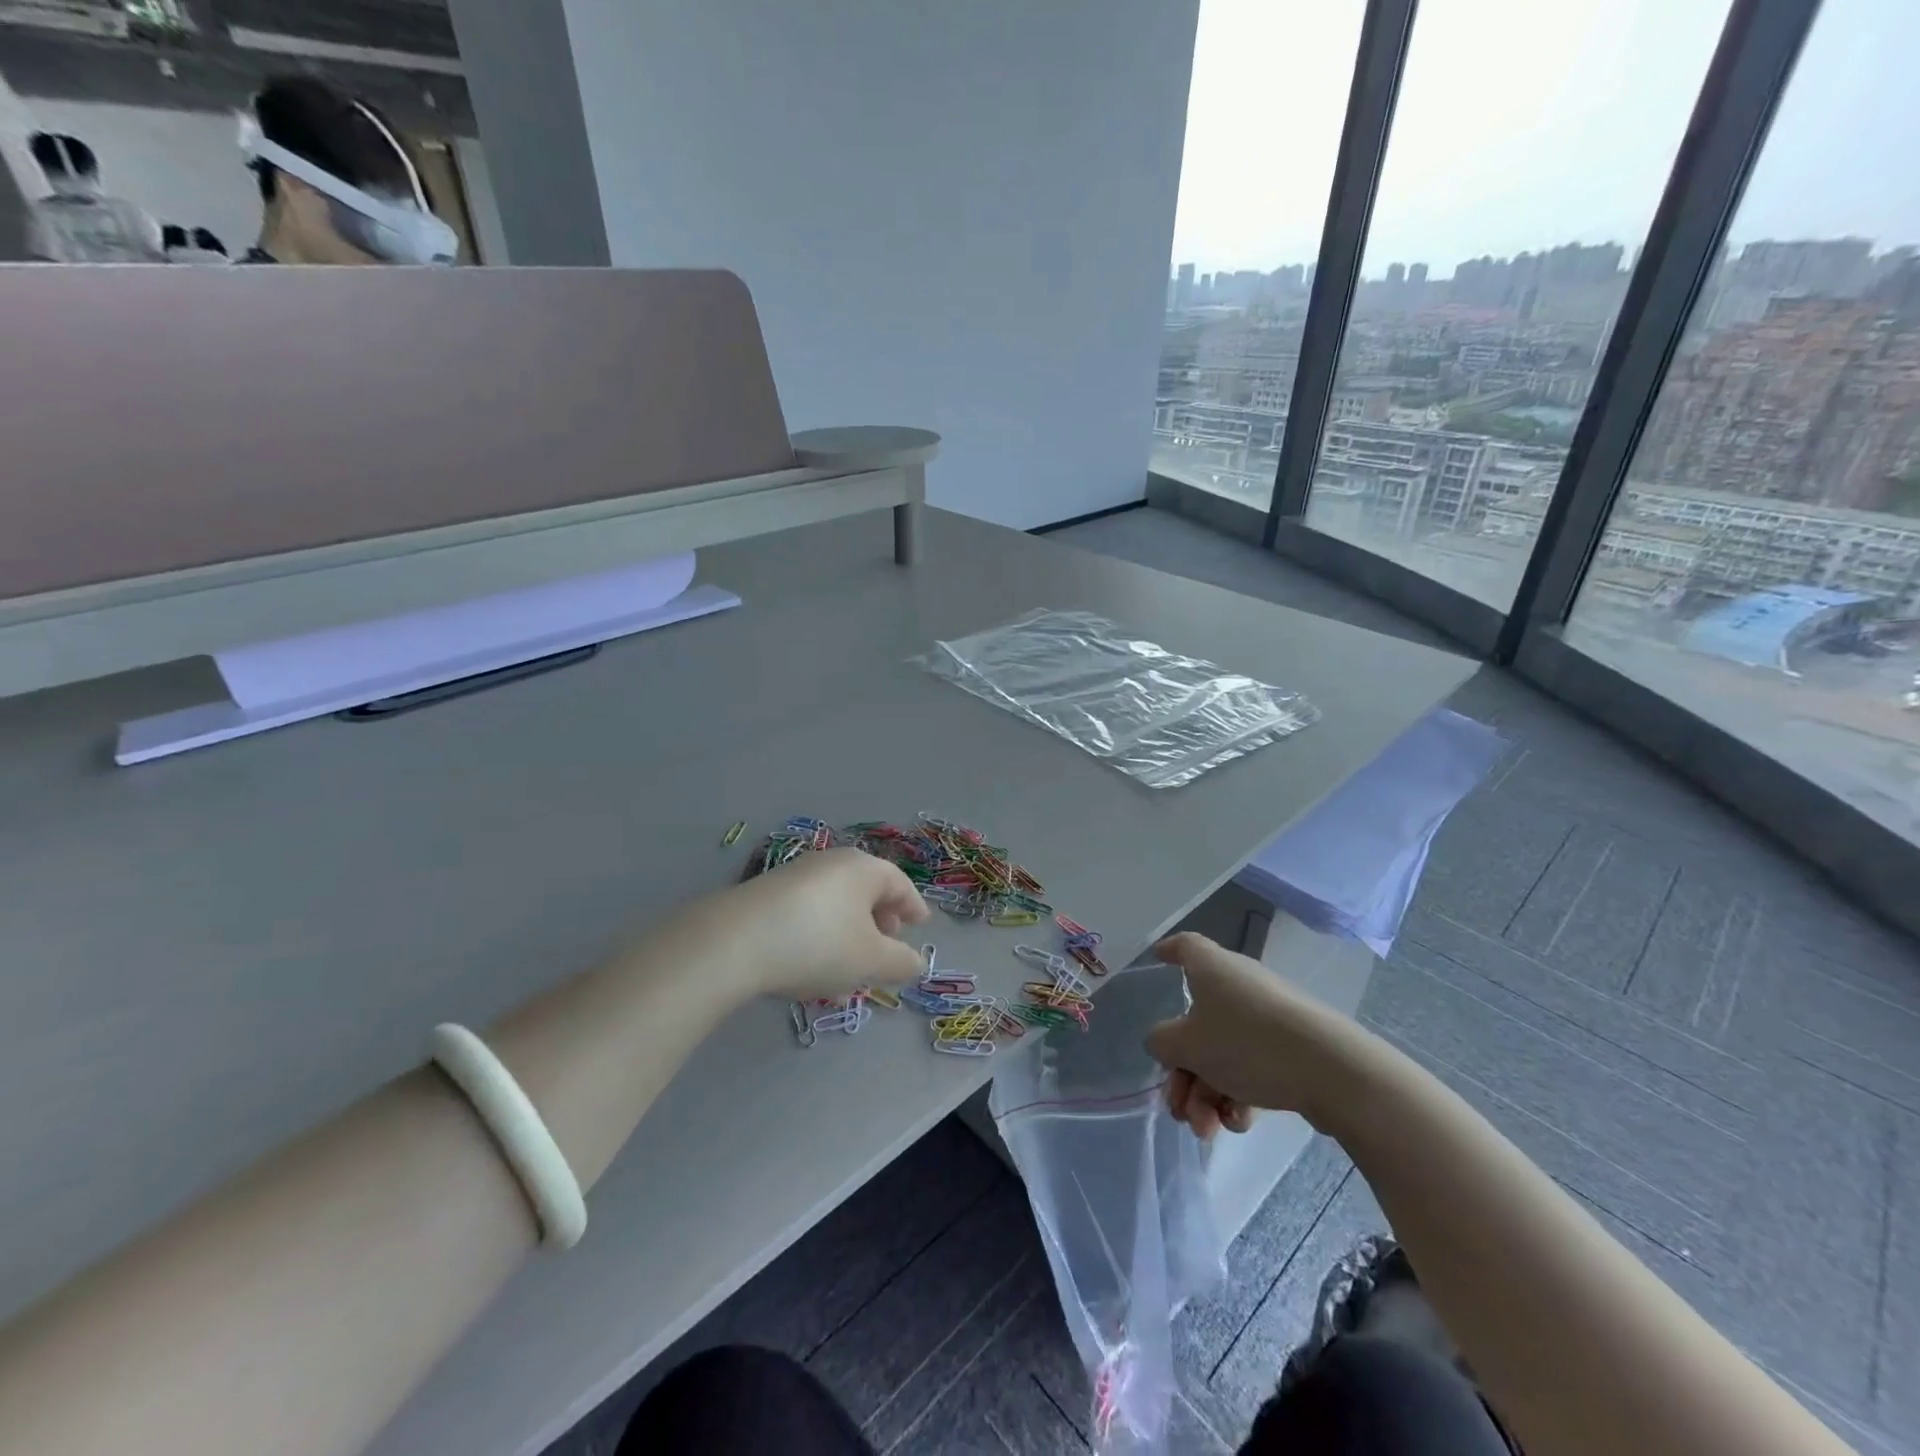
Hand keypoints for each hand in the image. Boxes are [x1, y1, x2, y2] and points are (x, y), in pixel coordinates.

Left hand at [681, 848, 929, 1001]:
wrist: (733, 942)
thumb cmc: (818, 945)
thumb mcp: (870, 962)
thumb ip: (902, 963)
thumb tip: (917, 963)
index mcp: (864, 869)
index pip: (899, 884)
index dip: (913, 907)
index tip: (920, 926)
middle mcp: (831, 862)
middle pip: (866, 888)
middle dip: (880, 918)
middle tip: (887, 946)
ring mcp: (795, 874)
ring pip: (836, 900)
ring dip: (849, 928)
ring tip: (849, 962)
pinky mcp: (766, 893)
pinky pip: (808, 909)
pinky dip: (821, 930)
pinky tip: (812, 960)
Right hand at [1144, 931, 1363, 1135]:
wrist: (1332, 1071)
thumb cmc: (1246, 1043)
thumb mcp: (1186, 1045)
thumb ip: (1161, 1042)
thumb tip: (1165, 1041)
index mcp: (1211, 968)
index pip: (1186, 947)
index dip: (1169, 951)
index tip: (1158, 959)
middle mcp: (1239, 985)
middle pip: (1197, 1022)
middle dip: (1183, 1071)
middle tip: (1178, 1107)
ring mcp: (1268, 1017)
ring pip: (1223, 1053)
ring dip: (1206, 1093)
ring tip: (1207, 1130)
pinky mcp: (1293, 1047)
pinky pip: (1253, 1066)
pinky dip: (1239, 1094)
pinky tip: (1238, 1123)